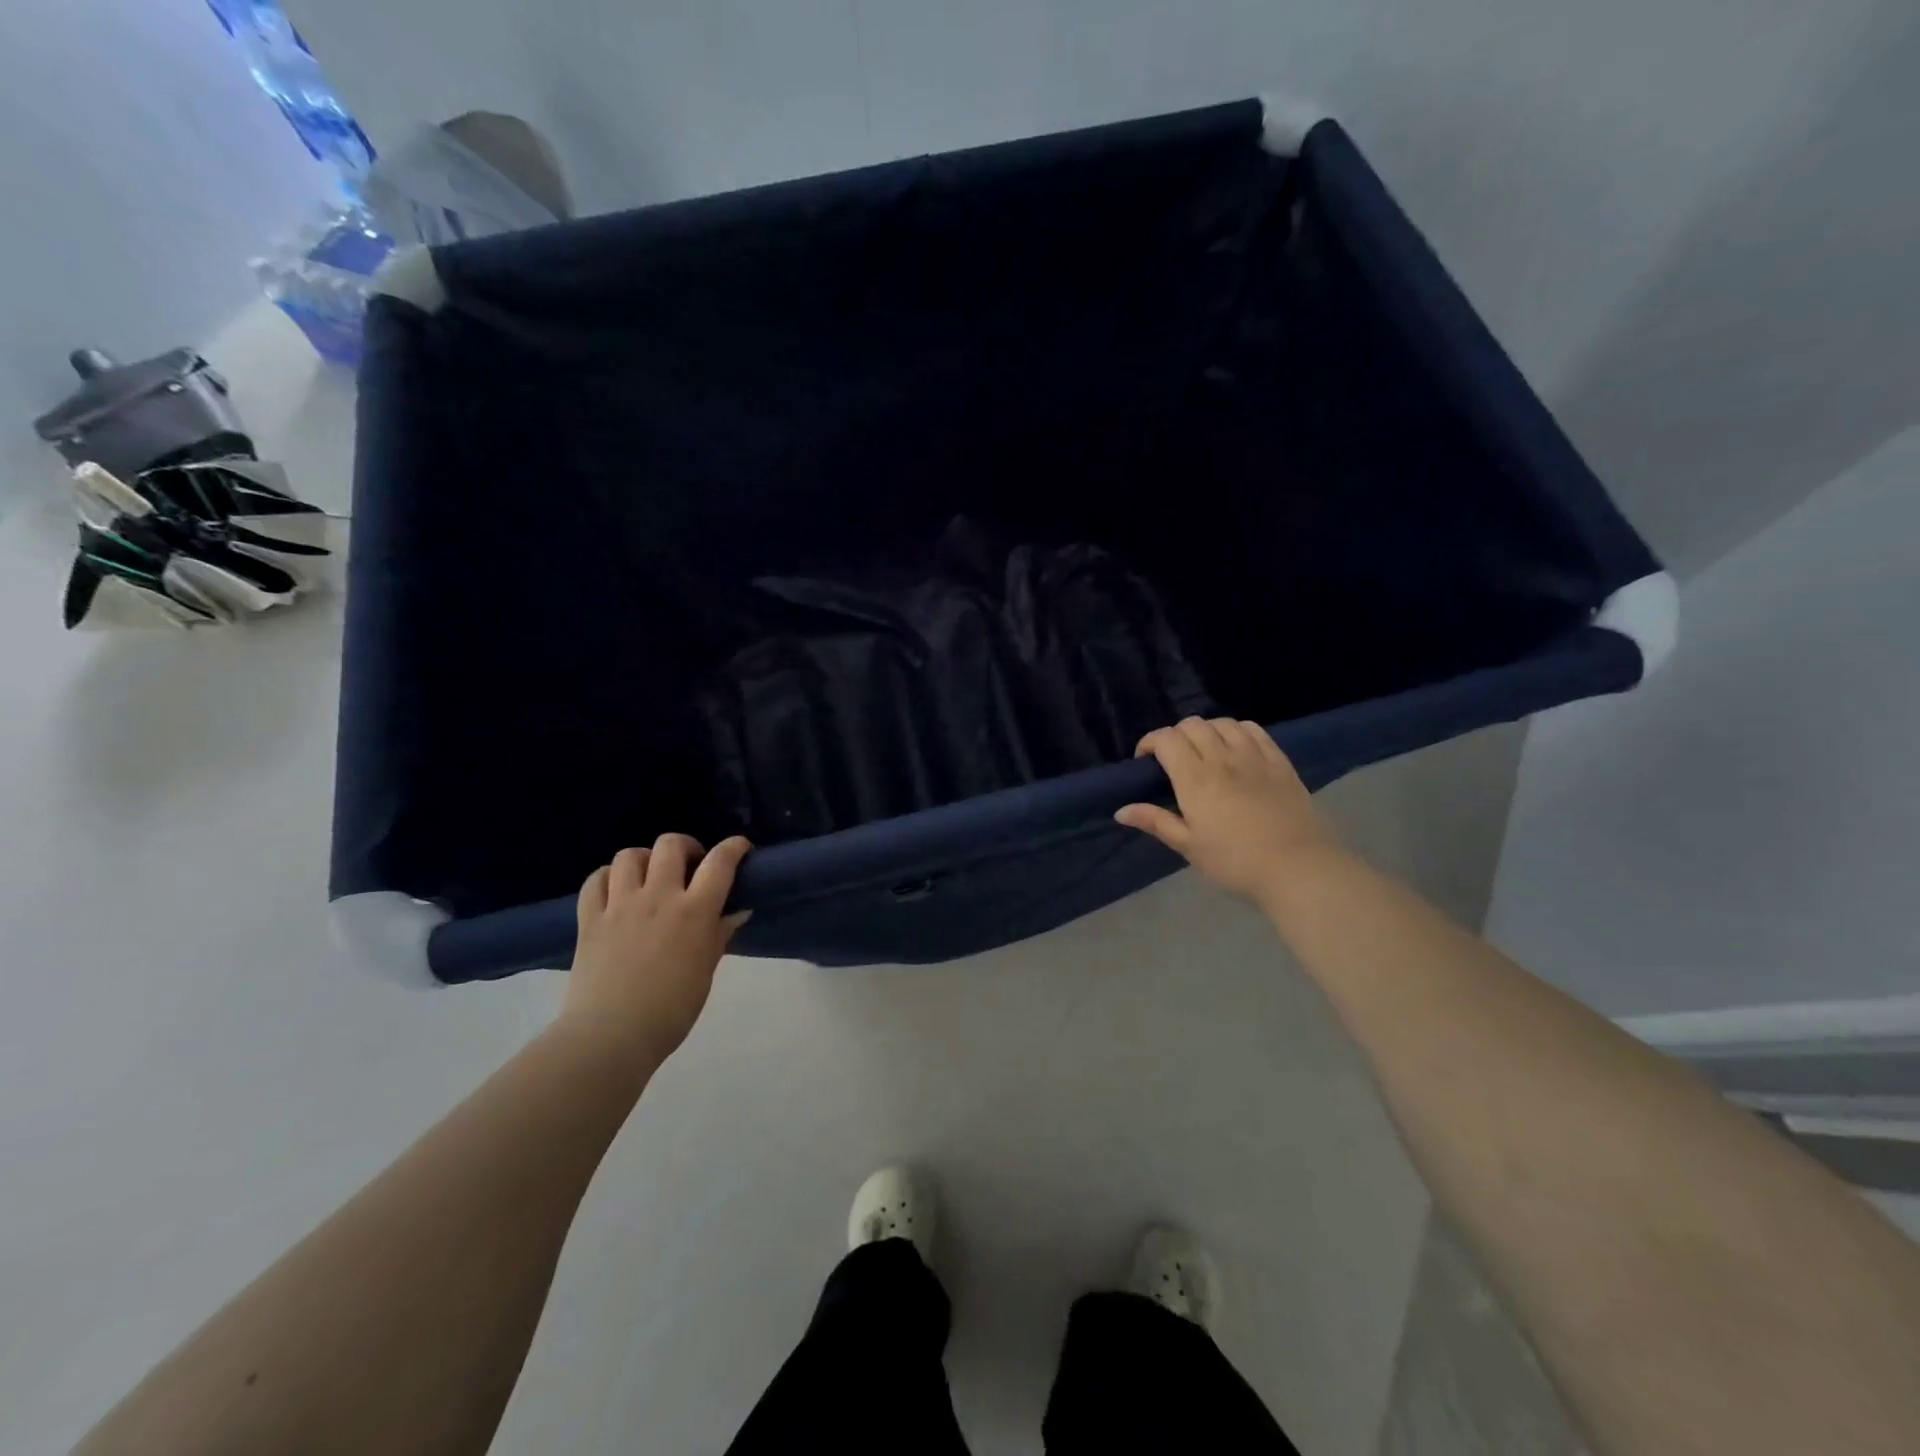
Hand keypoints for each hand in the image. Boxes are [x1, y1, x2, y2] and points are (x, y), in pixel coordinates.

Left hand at [560, 834, 751, 1068]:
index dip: (734, 847)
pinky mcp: (589, 918)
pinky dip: (608, 877)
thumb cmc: (670, 1010)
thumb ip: (719, 935)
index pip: (720, 862)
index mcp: (694, 912)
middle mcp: (658, 898)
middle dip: (686, 847)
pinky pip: (596, 880)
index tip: (741, 848)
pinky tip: (616, 890)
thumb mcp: (706, 972)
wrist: (610, 1037)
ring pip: (630, 855)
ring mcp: (620, 905)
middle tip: (690, 865)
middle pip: (671, 845)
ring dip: (645, 859)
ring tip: (650, 876)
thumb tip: (736, 911)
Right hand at [1115, 717, 1338, 901]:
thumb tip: (1121, 810)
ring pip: (1223, 723)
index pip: (1166, 739)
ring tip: (1204, 750)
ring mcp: (1254, 756)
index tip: (1145, 761)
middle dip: (1175, 735)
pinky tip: (1236, 747)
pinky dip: (1237, 731)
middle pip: (1192, 725)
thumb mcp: (1188, 846)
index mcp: (1195, 779)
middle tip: (1173, 759)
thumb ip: (1156, 821)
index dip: (1150, 742)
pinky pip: (1254, 731)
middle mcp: (1222, 758)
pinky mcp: (1279, 762)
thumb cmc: (1234, 861)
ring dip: (1206, 731)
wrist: (1297, 867)